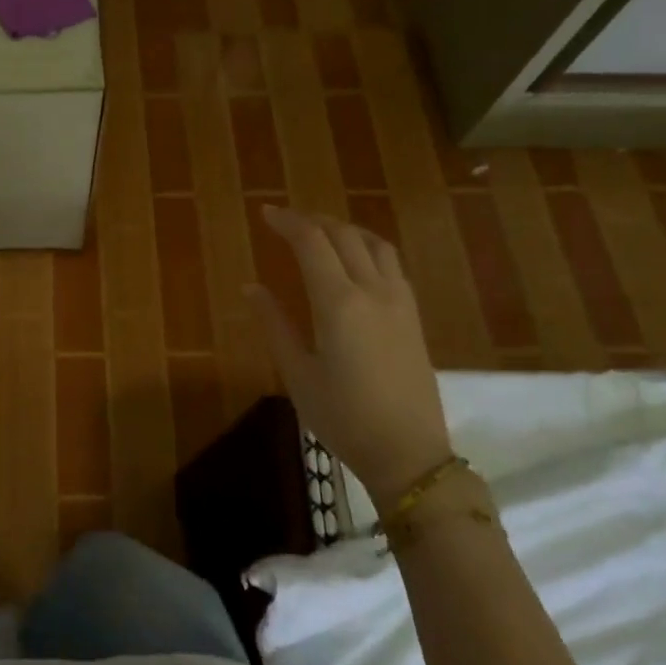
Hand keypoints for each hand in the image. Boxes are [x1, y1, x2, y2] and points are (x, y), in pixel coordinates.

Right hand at [246, 205, 451, 508]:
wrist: (407, 451)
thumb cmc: (342, 416)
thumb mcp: (297, 373)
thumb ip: (274, 324)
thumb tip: (251, 287)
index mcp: (338, 303)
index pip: (312, 243)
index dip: (287, 222)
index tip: (265, 213)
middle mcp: (373, 291)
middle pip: (344, 236)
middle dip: (313, 221)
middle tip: (286, 221)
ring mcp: (400, 301)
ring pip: (374, 244)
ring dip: (344, 230)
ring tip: (320, 233)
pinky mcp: (414, 315)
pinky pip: (390, 264)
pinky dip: (367, 248)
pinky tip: (354, 262)